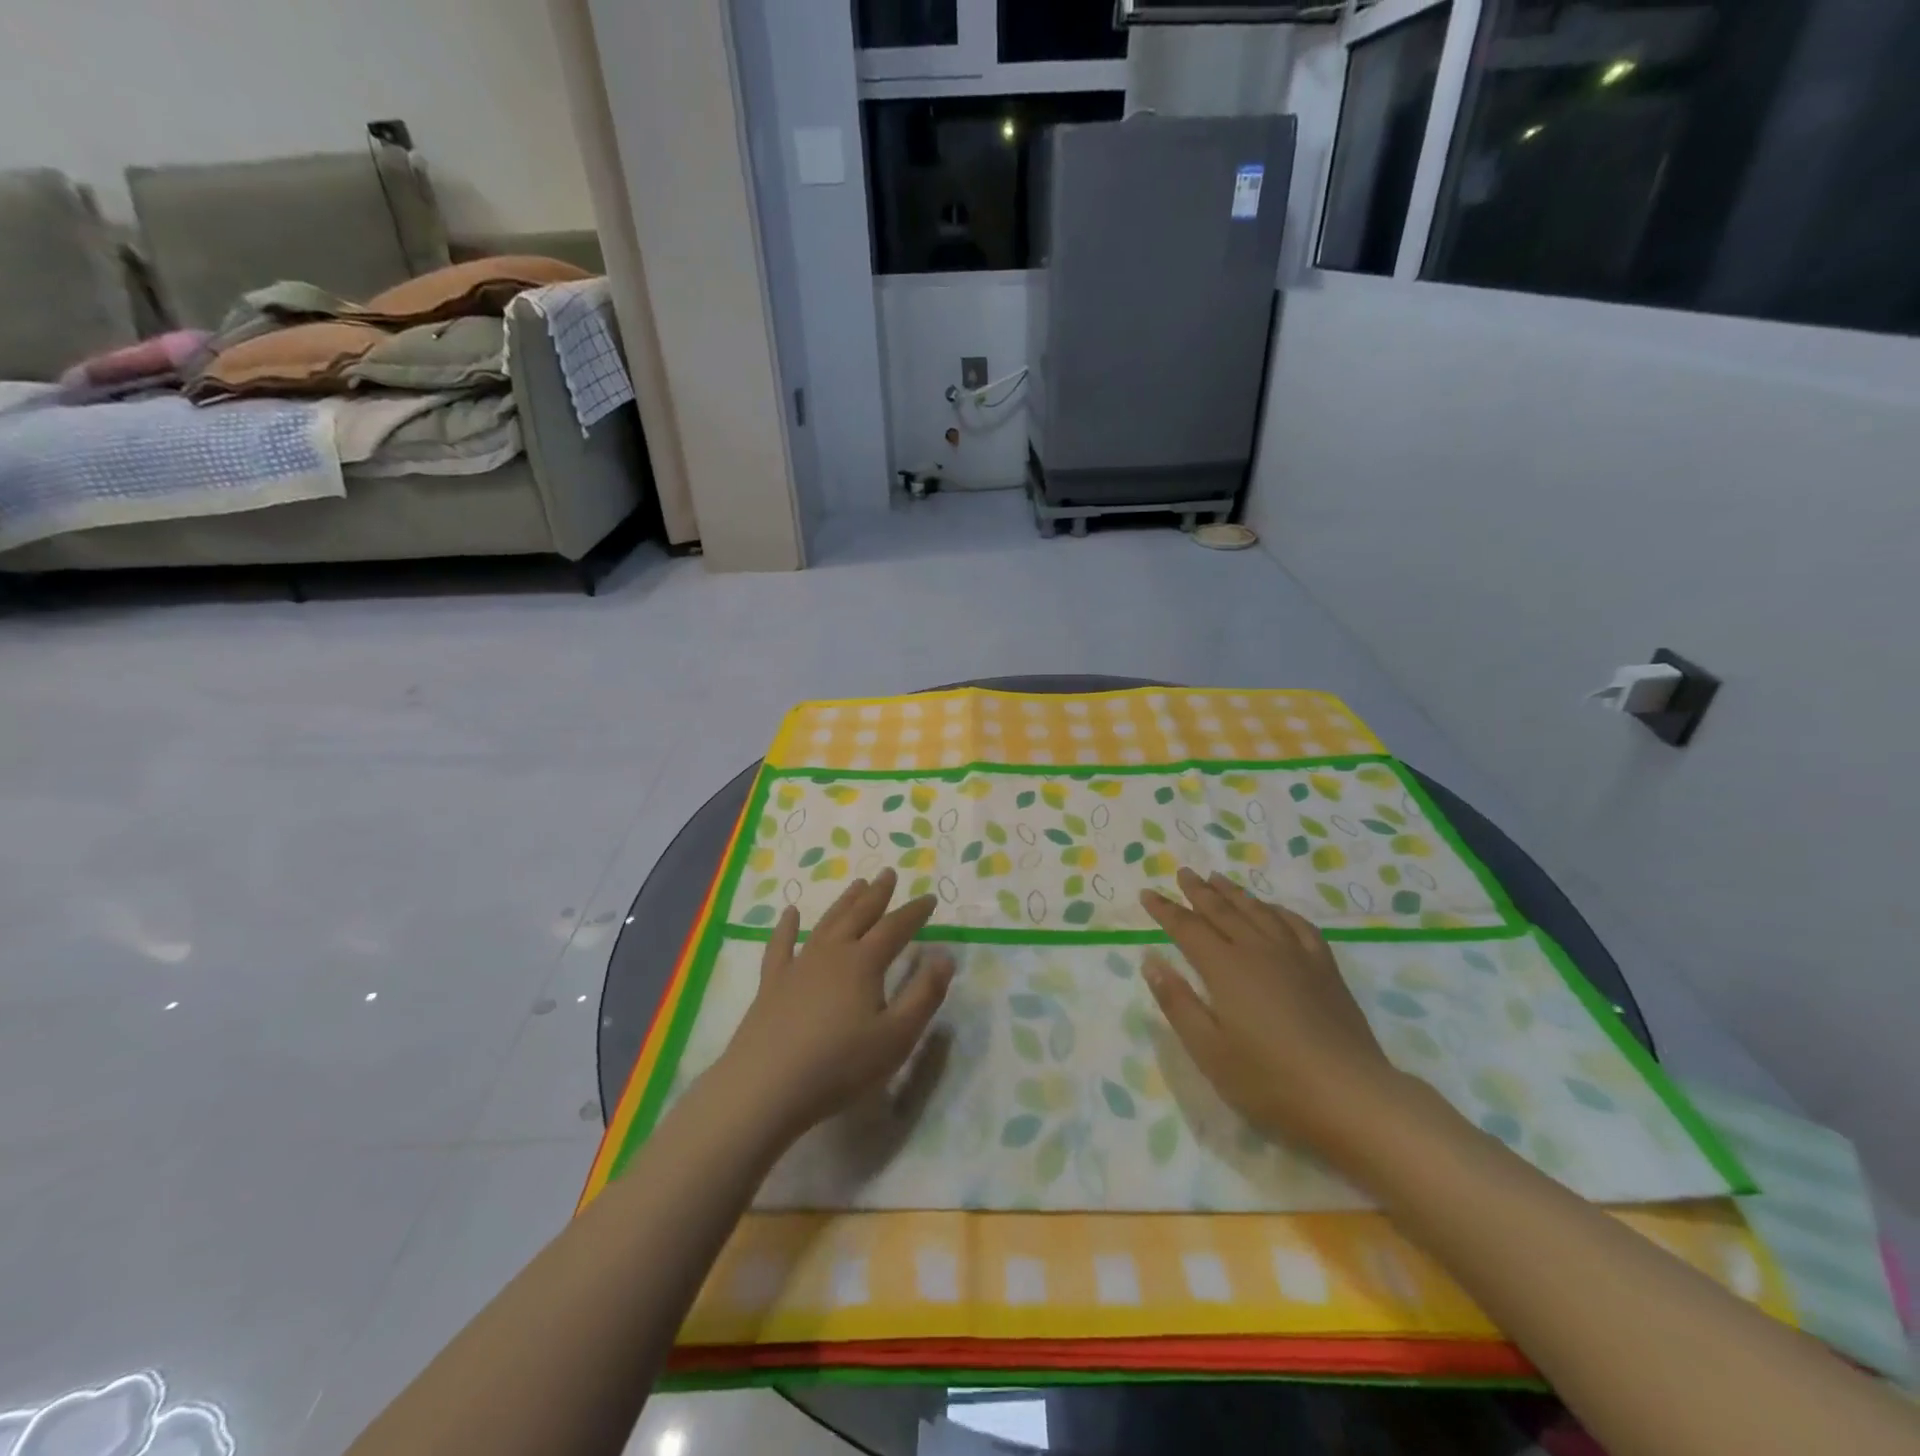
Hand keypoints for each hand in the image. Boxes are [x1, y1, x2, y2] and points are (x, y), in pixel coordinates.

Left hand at [709, 869, 954, 1147]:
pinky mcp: (772, 983)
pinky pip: (780, 945)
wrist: (765, 1086)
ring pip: (826, 923)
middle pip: (859, 915)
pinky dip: (786, 927)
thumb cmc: (840, 1066)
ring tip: (857, 884)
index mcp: (864, 963)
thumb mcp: (896, 1037)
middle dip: (877, 894)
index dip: (914, 912)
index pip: (895, 928)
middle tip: (888, 873)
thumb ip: (924, 995)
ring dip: (844, 903)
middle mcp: (832, 953)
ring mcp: (798, 965)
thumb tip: (945, 956)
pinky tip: (789, 914)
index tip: (929, 898)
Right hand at [1140, 868, 1406, 1160]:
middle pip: (1223, 911)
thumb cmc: (1271, 1081)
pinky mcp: (1325, 969)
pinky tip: (1273, 909)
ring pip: (1259, 912)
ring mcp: (1296, 957)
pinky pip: (1298, 926)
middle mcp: (1258, 950)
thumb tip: (1151, 960)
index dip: (1165, 910)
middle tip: (1183, 872)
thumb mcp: (1209, 1051)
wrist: (1351, 1097)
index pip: (1187, 928)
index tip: (1147, 893)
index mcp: (1225, 968)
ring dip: (1235, 893)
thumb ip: (1177, 1002)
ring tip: (1218, 878)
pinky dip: (1280, 911)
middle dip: (1198, 891)